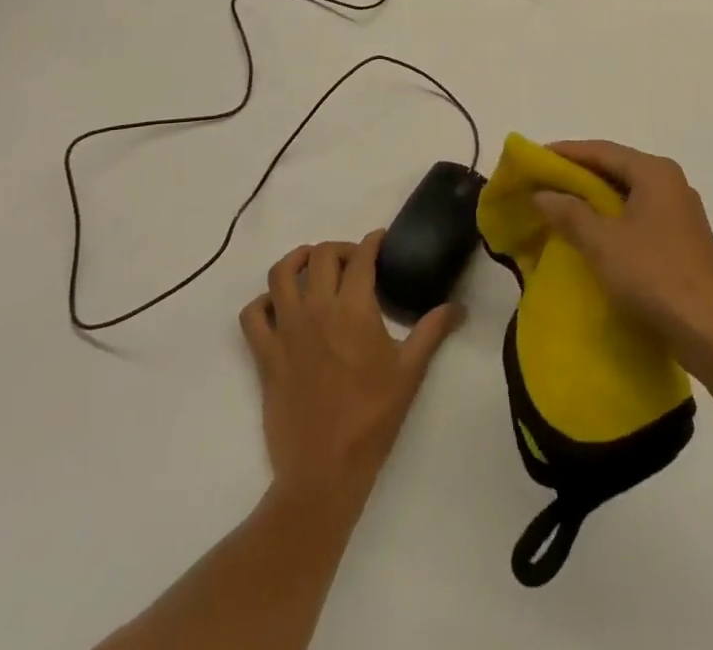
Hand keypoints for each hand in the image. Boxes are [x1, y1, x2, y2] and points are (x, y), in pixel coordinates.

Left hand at [239, 232, 461, 498]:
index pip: (361, 256)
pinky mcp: (265, 355)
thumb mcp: (410, 371)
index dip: (373, 241)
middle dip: (339, 248)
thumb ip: (433, 331)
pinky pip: (252, 315)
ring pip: (280, 274)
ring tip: (313, 267)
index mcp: (354, 308)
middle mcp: (317, 309)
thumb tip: (460, 307)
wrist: (324, 471)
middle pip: (321, 255)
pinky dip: (263, 302)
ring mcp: (286, 331)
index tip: (381, 240)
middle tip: (354, 261)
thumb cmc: (372, 417)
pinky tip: (280, 307)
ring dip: (297, 261)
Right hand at [533, 140, 712, 378]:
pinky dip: (613, 219)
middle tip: (543, 183)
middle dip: (579, 175)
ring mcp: (681, 213)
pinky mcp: (684, 241)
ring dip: (595, 200)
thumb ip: (570, 213)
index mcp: (655, 173)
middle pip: (617, 169)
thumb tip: (543, 194)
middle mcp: (672, 184)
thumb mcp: (603, 243)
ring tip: (561, 208)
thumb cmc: (654, 275)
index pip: (602, 150)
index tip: (535, 158)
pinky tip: (594, 236)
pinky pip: (640, 217)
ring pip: (629, 195)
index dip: (566, 152)